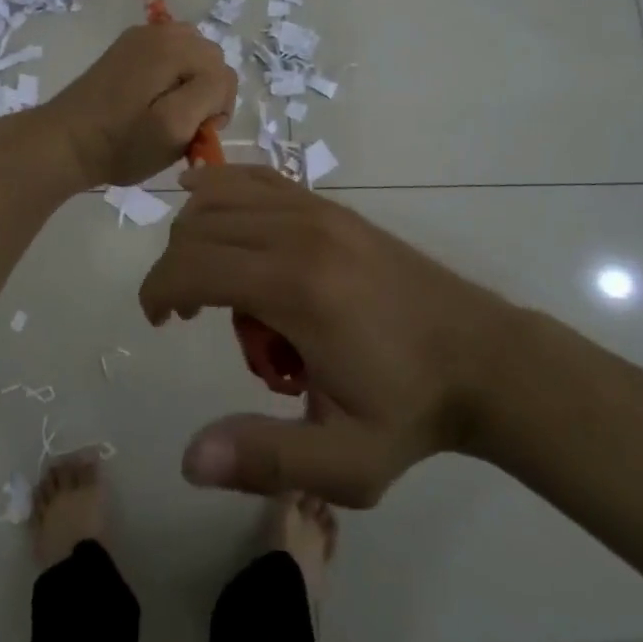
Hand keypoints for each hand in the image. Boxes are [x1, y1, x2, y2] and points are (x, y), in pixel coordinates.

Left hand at [42, 23, 236, 188]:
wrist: (66, 142)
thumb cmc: (122, 143)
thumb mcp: (173, 127)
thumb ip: (209, 95)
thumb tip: (219, 81)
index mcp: (173, 46)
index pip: (224, 74)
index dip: (217, 108)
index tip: (194, 131)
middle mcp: (160, 31)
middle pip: (210, 59)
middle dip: (205, 91)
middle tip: (180, 122)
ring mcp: (142, 36)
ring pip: (192, 56)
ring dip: (190, 82)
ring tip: (166, 110)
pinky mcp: (128, 47)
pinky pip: (169, 55)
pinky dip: (171, 75)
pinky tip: (150, 98)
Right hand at [139, 165, 514, 506]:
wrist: (483, 358)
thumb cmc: (410, 410)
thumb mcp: (347, 463)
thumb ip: (267, 459)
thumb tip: (190, 459)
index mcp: (298, 289)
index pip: (193, 266)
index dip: (158, 291)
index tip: (160, 324)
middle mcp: (301, 232)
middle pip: (201, 225)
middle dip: (175, 267)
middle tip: (188, 316)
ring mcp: (320, 210)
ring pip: (225, 193)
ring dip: (197, 229)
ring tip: (209, 276)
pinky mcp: (333, 207)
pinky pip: (262, 178)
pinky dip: (227, 186)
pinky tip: (216, 202)